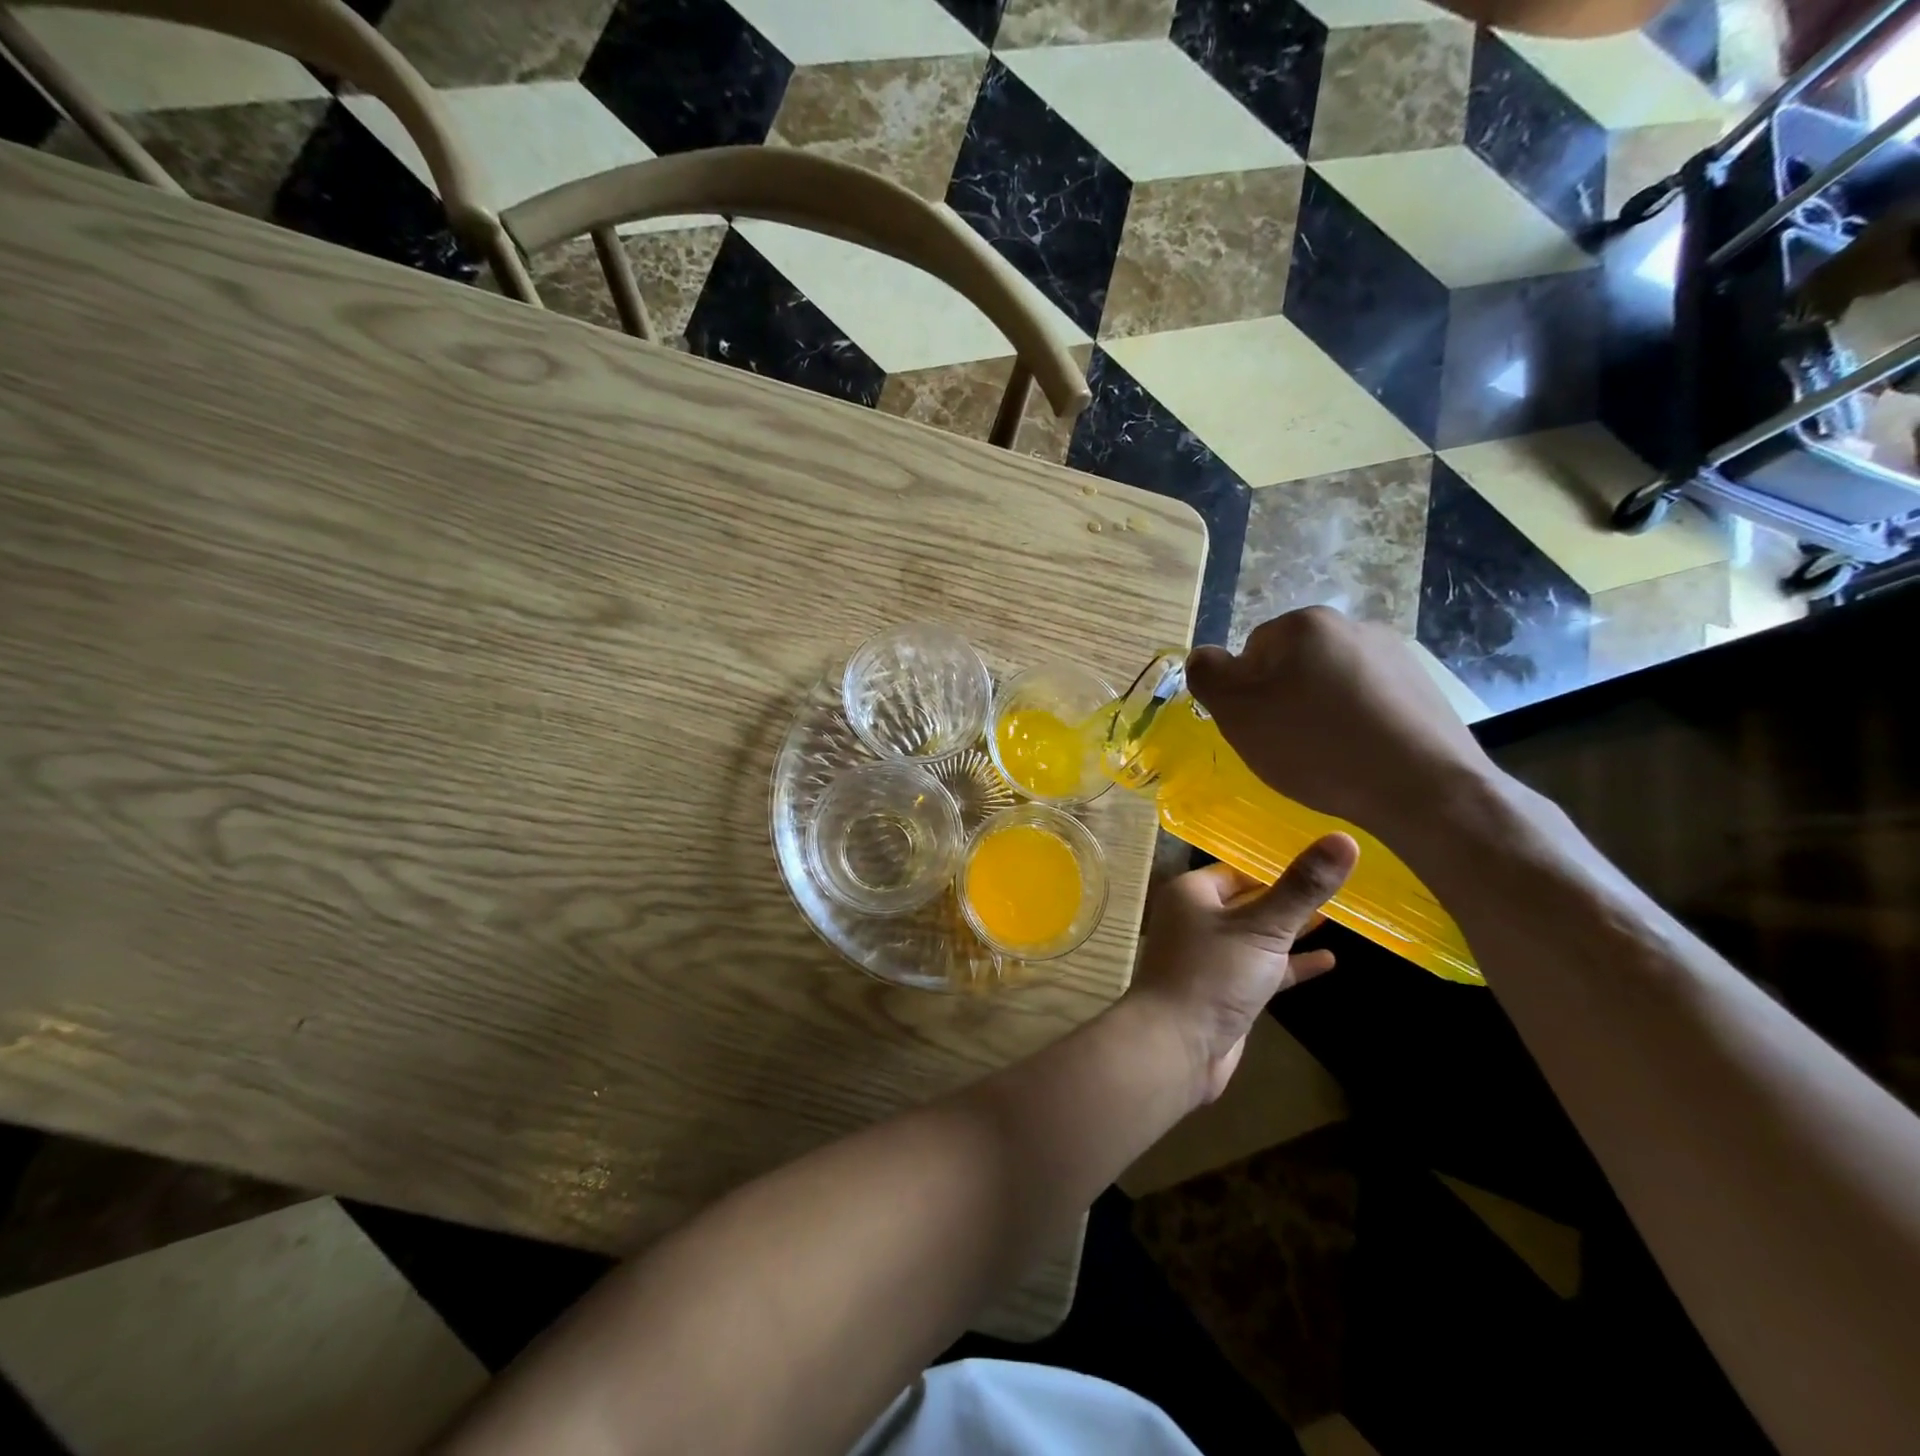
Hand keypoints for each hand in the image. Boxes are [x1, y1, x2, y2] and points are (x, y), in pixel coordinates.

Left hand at [1129, 835, 1356, 1102]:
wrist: (1177, 1046)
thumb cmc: (1213, 974)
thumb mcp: (1263, 926)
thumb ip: (1302, 886)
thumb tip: (1344, 837)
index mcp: (1194, 893)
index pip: (1239, 868)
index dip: (1277, 863)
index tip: (1320, 856)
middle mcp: (1197, 919)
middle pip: (1250, 899)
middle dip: (1288, 896)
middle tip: (1337, 884)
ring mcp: (1212, 957)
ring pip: (1258, 935)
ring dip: (1292, 929)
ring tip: (1338, 916)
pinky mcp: (1226, 990)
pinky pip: (1263, 968)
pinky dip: (1291, 964)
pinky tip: (1328, 960)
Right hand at [1186, 606, 1496, 839]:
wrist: (1424, 788)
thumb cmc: (1316, 747)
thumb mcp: (1238, 713)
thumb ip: (1207, 675)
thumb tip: (1203, 657)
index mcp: (1304, 624)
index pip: (1250, 653)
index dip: (1247, 695)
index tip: (1261, 730)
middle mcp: (1351, 625)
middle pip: (1291, 666)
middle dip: (1284, 701)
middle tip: (1289, 745)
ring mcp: (1394, 655)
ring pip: (1330, 684)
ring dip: (1320, 712)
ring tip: (1328, 755)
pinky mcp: (1423, 688)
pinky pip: (1368, 701)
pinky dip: (1356, 723)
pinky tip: (1361, 755)